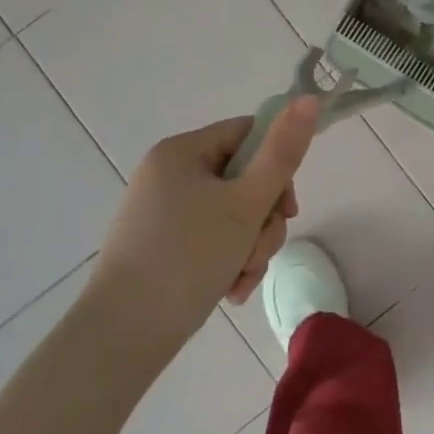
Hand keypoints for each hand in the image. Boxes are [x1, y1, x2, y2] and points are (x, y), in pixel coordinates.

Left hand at [89, 98, 319, 362]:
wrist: (123, 336)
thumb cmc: (188, 257)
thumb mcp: (246, 203)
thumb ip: (283, 152)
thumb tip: (309, 98)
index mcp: (182, 152)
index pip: (249, 134)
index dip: (278, 165)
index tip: (287, 207)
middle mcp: (170, 175)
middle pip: (245, 179)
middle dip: (264, 219)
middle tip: (259, 249)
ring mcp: (165, 212)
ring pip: (234, 214)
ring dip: (252, 246)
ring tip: (242, 277)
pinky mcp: (164, 246)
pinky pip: (214, 240)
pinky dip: (230, 262)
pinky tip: (231, 290)